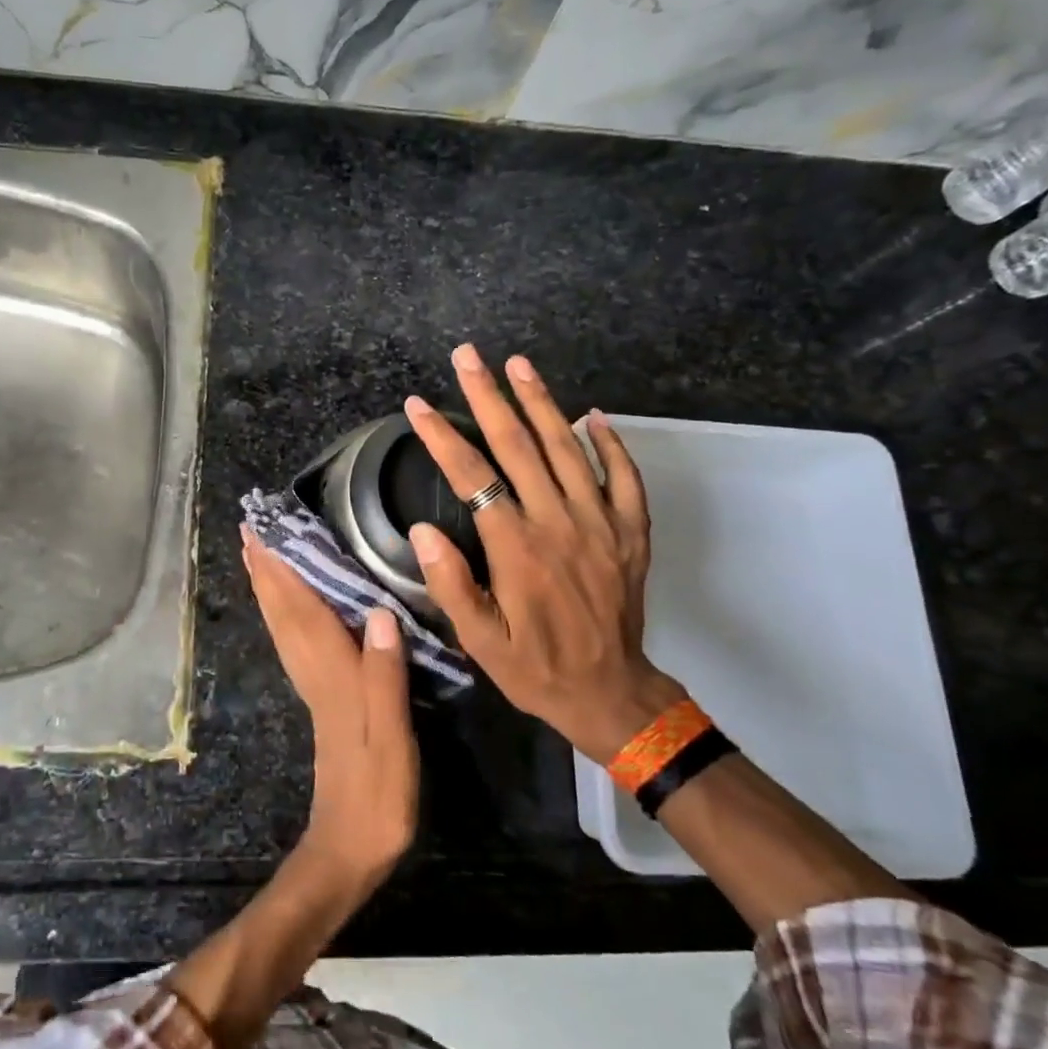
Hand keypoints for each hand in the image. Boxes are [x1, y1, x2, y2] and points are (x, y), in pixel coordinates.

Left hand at [241, 526, 418, 898]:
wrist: (350, 846)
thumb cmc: (377, 794)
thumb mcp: (391, 737)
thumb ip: (384, 675)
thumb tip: (378, 612)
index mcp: (332, 674)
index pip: (301, 610)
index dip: (282, 569)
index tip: (262, 532)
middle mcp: (314, 673)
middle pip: (283, 613)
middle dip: (266, 570)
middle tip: (249, 530)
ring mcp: (313, 688)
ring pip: (283, 627)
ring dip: (269, 589)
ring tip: (259, 557)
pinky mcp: (319, 701)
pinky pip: (293, 644)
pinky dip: (283, 617)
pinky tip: (287, 610)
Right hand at [403, 344, 686, 764]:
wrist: (609, 692)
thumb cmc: (534, 667)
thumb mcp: (479, 640)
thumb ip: (451, 584)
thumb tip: (423, 531)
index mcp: (517, 547)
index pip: (472, 477)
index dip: (442, 437)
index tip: (417, 405)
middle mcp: (558, 522)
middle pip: (519, 446)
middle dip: (488, 397)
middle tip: (468, 356)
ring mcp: (600, 523)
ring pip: (568, 449)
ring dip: (541, 403)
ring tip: (518, 364)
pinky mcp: (630, 532)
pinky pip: (624, 477)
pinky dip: (610, 443)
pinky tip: (593, 416)